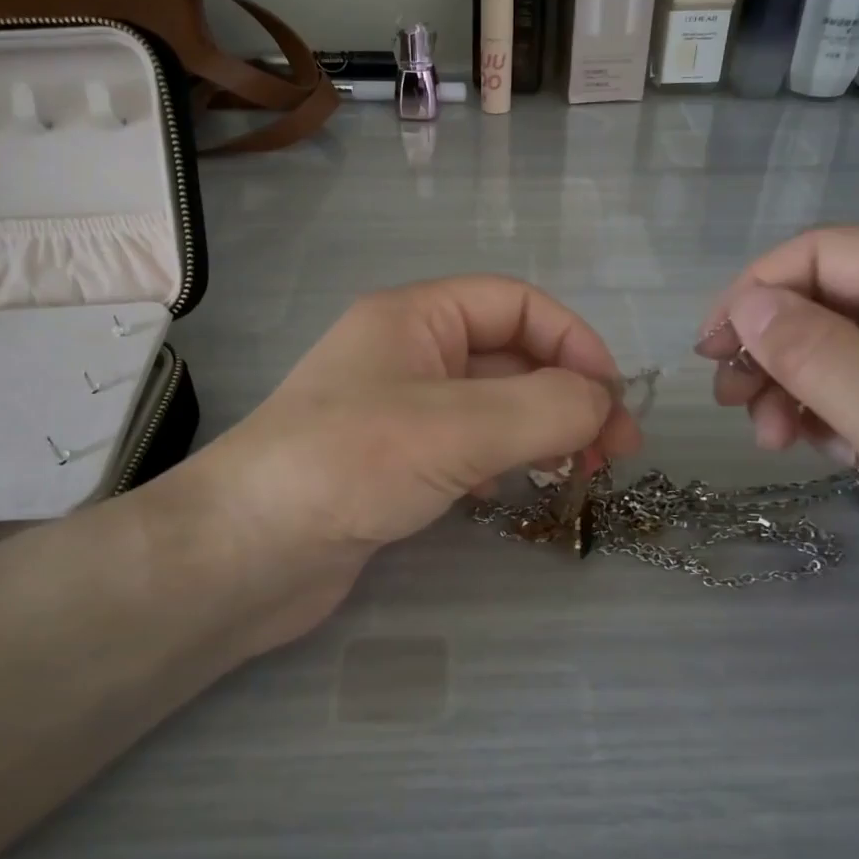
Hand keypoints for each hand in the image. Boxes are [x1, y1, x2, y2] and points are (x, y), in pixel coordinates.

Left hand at [160, 276, 641, 654]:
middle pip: (510, 356)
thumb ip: (545, 407)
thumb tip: (604, 405)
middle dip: (567, 395)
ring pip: (492, 405)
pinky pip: (466, 446)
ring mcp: (398, 411)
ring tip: (576, 473)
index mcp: (416, 318)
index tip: (613, 400)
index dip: (575, 342)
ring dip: (540, 430)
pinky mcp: (392, 463)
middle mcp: (407, 354)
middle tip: (614, 452)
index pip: (518, 304)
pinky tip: (505, 490)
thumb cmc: (348, 465)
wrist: (244, 554)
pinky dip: (500, 460)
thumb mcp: (458, 426)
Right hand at [697, 226, 858, 593]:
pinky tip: (829, 452)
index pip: (826, 251)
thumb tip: (746, 305)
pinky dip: (836, 410)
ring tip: (775, 442)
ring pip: (847, 344)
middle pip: (832, 296)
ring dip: (797, 384)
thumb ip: (821, 358)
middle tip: (734, 408)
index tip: (711, 353)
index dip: (755, 291)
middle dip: (772, 347)